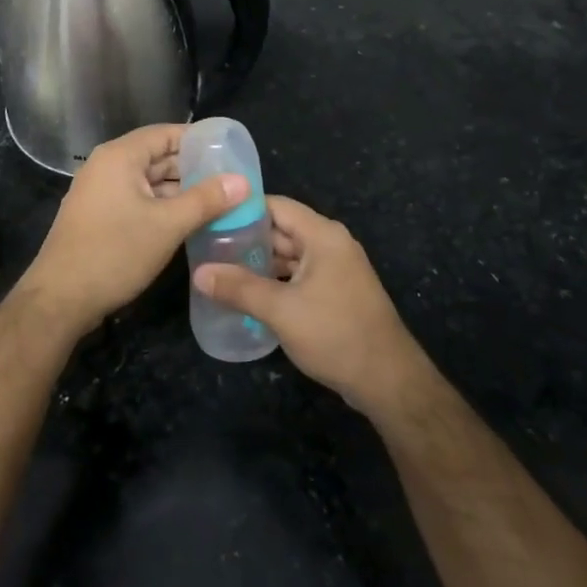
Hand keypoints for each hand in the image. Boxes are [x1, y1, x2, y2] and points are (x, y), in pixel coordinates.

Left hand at [20, 124, 246, 337]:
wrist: (60, 299)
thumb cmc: (115, 253)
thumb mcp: (168, 225)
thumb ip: (206, 200)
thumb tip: (243, 181)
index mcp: (120, 156)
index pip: (166, 133)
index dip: (199, 140)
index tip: (231, 152)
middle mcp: (107, 166)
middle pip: (157, 156)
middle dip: (193, 168)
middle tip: (231, 181)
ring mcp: (100, 191)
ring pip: (148, 181)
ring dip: (179, 190)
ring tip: (218, 202)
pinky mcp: (99, 215)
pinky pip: (137, 199)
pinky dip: (162, 205)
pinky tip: (188, 220)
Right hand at [194, 196, 424, 412]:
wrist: (388, 381)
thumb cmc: (335, 334)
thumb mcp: (281, 310)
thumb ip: (238, 288)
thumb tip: (199, 273)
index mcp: (322, 235)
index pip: (276, 206)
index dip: (242, 209)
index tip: (209, 216)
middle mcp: (330, 244)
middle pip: (281, 230)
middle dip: (246, 238)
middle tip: (206, 246)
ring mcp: (335, 270)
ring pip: (288, 255)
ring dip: (258, 262)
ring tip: (219, 269)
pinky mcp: (335, 293)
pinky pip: (298, 276)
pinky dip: (274, 280)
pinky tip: (247, 293)